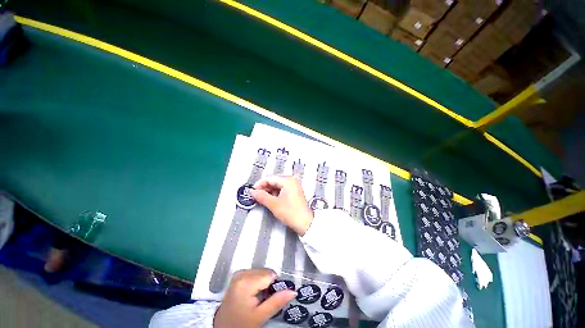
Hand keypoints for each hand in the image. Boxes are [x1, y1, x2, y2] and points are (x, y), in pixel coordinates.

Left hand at [214, 268, 295, 327]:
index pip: (270, 275)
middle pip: (266, 271)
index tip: (272, 298)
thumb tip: (294, 291)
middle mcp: (242, 273)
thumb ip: (277, 302)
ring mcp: (239, 272)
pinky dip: (258, 280)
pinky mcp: (238, 274)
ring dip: (264, 282)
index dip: (275, 286)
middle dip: (269, 284)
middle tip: (264, 299)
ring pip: (262, 271)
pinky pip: (255, 272)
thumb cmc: (241, 323)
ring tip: (259, 297)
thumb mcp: (260, 316)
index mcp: (246, 282)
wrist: (222, 327)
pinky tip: (254, 292)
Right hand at [250, 175, 312, 235]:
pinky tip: (271, 199)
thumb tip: (253, 192)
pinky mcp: (294, 191)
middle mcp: (292, 180)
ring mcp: (294, 185)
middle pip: (273, 180)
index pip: (269, 178)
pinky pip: (282, 188)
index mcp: (288, 180)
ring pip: (277, 185)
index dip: (259, 184)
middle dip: (264, 188)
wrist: (305, 223)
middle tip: (256, 195)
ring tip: (262, 198)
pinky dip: (275, 193)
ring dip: (269, 191)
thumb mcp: (274, 204)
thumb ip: (261, 196)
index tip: (253, 190)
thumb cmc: (292, 213)